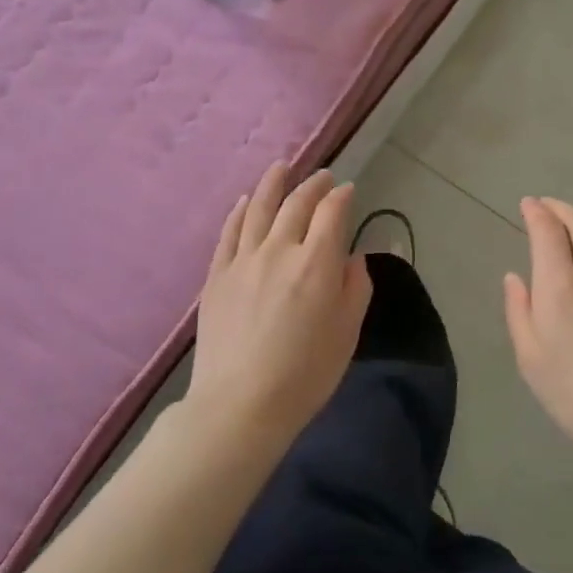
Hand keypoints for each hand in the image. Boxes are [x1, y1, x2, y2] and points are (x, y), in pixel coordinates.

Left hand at [189, 161, 371, 442]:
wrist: (240, 405)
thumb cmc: (305, 374)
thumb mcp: (347, 333)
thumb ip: (355, 287)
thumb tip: (352, 257)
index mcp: (317, 262)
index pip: (332, 213)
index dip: (341, 196)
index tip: (347, 189)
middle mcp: (280, 250)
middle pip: (296, 204)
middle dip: (312, 185)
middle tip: (322, 175)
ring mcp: (243, 260)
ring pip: (258, 209)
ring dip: (273, 184)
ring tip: (281, 167)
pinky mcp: (217, 276)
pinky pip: (229, 233)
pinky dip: (239, 212)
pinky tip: (243, 201)